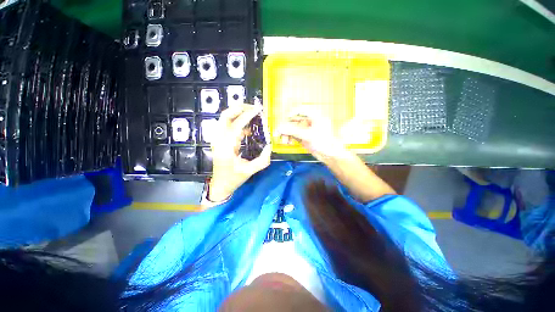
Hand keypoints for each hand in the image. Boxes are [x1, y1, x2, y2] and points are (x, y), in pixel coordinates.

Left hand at [209, 104, 271, 201]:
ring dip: (238, 114)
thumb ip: (263, 160)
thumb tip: (270, 146)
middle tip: (253, 108)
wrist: (220, 185)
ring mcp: (219, 139)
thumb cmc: (233, 179)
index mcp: (226, 147)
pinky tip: (249, 128)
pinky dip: (239, 123)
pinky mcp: (221, 140)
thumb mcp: (250, 171)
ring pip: (226, 119)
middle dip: (239, 108)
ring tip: (253, 114)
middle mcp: (219, 140)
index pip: (235, 126)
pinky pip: (229, 127)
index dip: (247, 116)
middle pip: (225, 116)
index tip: (258, 110)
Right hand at [274, 105, 347, 161]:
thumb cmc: (322, 142)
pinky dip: (290, 138)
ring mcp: (307, 130)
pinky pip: (295, 135)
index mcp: (314, 116)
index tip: (284, 119)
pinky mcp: (305, 137)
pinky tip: (288, 142)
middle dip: (286, 127)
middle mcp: (310, 121)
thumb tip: (279, 128)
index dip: (291, 113)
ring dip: (287, 134)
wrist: (329, 156)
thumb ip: (292, 131)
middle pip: (295, 120)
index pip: (301, 109)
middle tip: (279, 133)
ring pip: (294, 128)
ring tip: (284, 141)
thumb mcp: (307, 135)